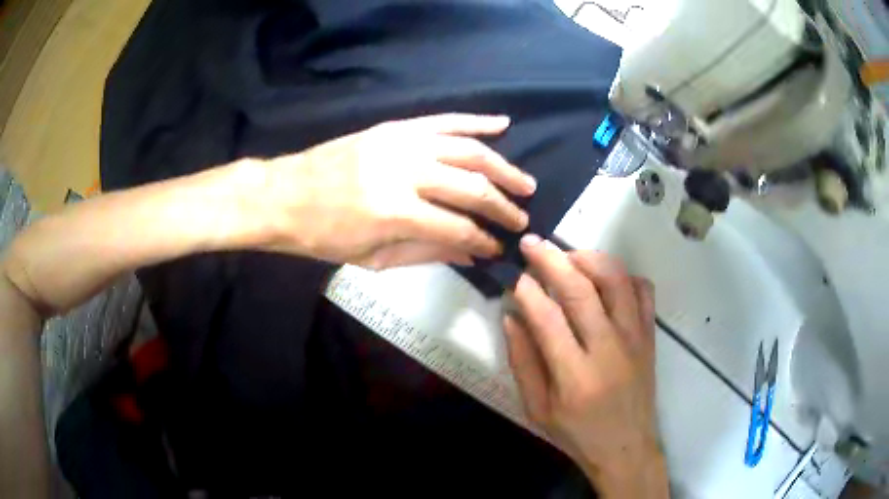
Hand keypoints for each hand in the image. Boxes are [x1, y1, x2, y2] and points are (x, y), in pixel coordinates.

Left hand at [257, 114, 535, 268]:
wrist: (283, 195)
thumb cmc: (322, 236)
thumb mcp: (373, 257)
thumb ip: (428, 252)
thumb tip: (473, 254)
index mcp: (395, 212)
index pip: (458, 226)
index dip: (484, 240)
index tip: (498, 248)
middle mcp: (405, 171)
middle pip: (471, 186)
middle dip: (502, 206)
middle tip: (522, 218)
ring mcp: (401, 142)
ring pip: (467, 149)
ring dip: (502, 166)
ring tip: (524, 182)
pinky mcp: (394, 127)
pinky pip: (444, 120)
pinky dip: (475, 121)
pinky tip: (501, 124)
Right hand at [504, 234, 668, 497]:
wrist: (627, 447)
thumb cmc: (578, 434)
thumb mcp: (537, 409)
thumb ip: (523, 363)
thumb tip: (512, 318)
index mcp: (575, 376)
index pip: (548, 318)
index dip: (527, 290)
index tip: (514, 274)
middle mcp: (609, 350)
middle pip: (581, 289)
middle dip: (552, 260)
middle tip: (532, 243)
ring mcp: (635, 338)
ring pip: (616, 280)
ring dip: (589, 258)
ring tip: (568, 255)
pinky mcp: (650, 335)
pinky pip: (644, 291)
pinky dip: (624, 274)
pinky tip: (606, 278)